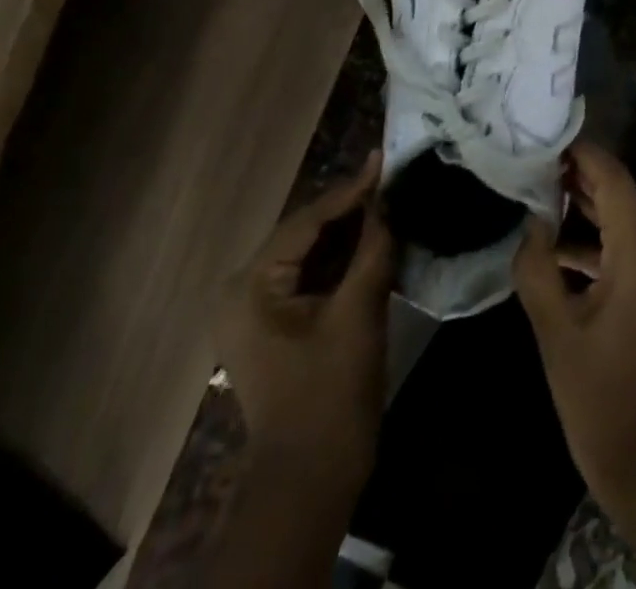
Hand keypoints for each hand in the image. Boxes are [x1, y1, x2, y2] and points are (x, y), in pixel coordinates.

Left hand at [217, 151, 393, 474]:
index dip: (350, 190)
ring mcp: (255, 309)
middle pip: (305, 233)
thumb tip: (390, 196)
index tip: (385, 158)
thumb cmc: (330, 392)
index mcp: (251, 286)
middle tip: (392, 176)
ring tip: (389, 198)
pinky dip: (341, 258)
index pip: (306, 221)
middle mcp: (242, 290)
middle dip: (350, 207)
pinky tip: (374, 238)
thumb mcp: (358, 310)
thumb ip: (373, 246)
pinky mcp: (274, 324)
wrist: (310, 477)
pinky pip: (309, 275)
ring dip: (348, 230)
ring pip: (309, 252)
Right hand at [512, 142, 635, 495]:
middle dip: (583, 182)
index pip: (614, 178)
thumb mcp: (556, 330)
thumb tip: (534, 222)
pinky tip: (568, 250)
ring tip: (547, 200)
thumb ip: (537, 265)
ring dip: (593, 214)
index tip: (551, 141)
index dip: (583, 155)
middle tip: (540, 169)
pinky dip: (608, 245)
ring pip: (632, 223)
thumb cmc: (601, 397)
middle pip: (624, 196)